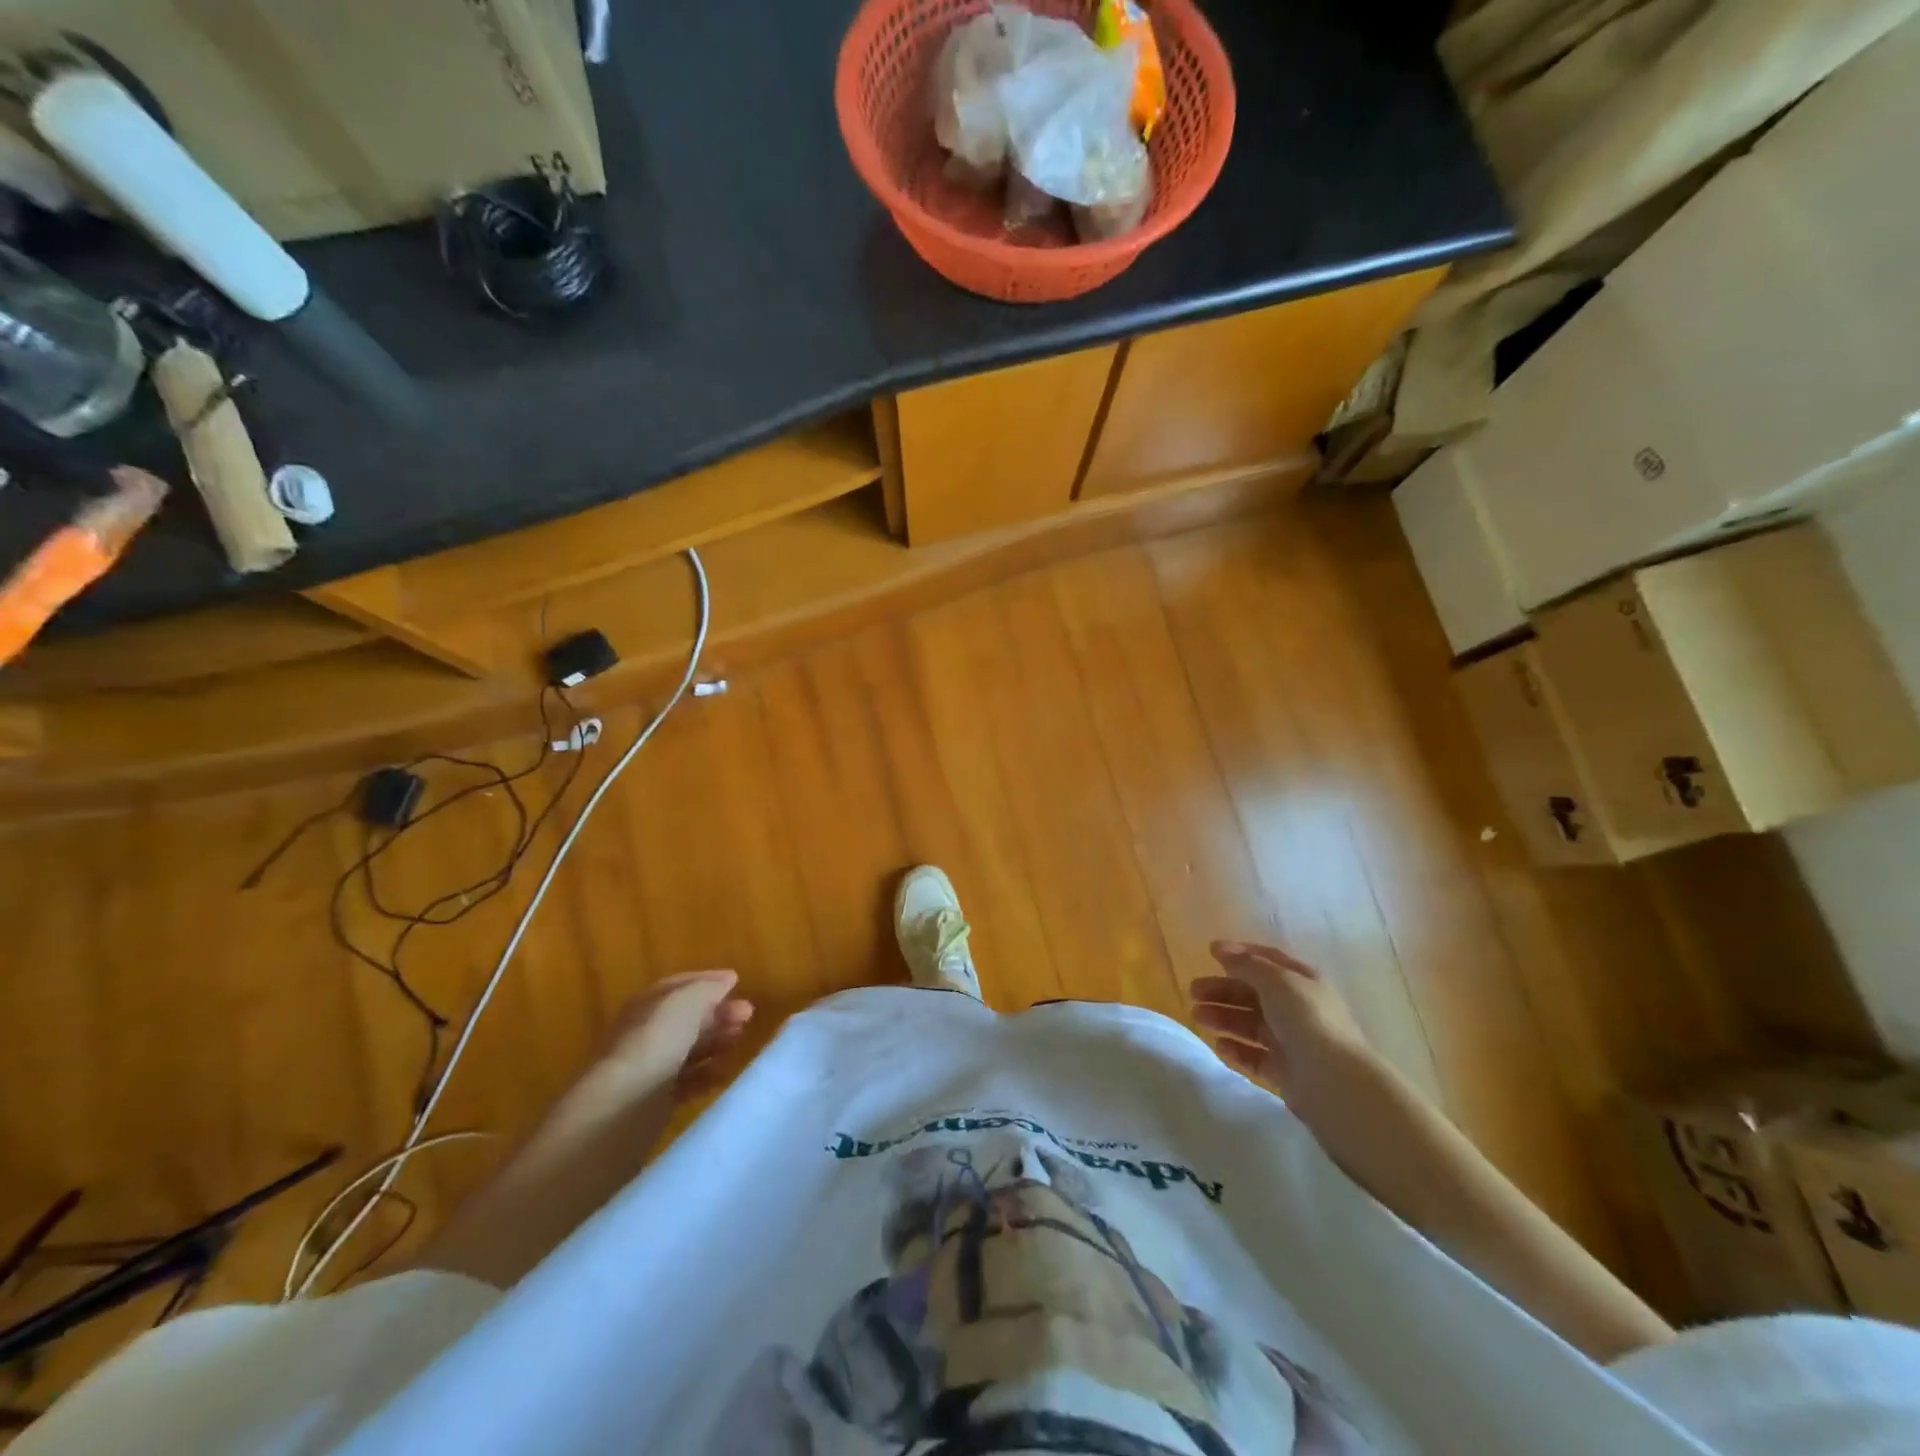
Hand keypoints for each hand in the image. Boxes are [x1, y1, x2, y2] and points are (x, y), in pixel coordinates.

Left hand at [560, 971, 755, 1125]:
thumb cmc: (653, 1045)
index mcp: (645, 1006)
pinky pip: (685, 1082)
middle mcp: (642, 1035)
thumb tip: (726, 980)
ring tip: (739, 1040)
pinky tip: (723, 1074)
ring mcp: (646, 1070)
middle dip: (717, 1013)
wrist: (619, 1112)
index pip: (677, 987)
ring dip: (715, 1042)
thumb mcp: (684, 1004)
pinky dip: (705, 1075)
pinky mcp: (652, 1103)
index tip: (737, 982)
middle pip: (685, 1018)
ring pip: (687, 1049)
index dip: (707, 981)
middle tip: (748, 1014)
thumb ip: (706, 989)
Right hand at [1190, 942, 1374, 1104]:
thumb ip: (1247, 964)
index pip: (1268, 961)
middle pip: (1254, 993)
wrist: (1334, 1082)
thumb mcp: (1276, 981)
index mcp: (1302, 981)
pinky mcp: (1285, 1071)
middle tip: (1193, 992)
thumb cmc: (1306, 1020)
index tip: (1209, 953)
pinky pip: (1254, 1055)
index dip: (1240, 954)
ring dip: (1223, 1017)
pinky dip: (1236, 1049)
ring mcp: (1292, 1041)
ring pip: (1250, 1024)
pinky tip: (1219, 1045)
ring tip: (1197, 1017)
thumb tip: (1222, 949)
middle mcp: (1298, 1008)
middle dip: (1223, 990)